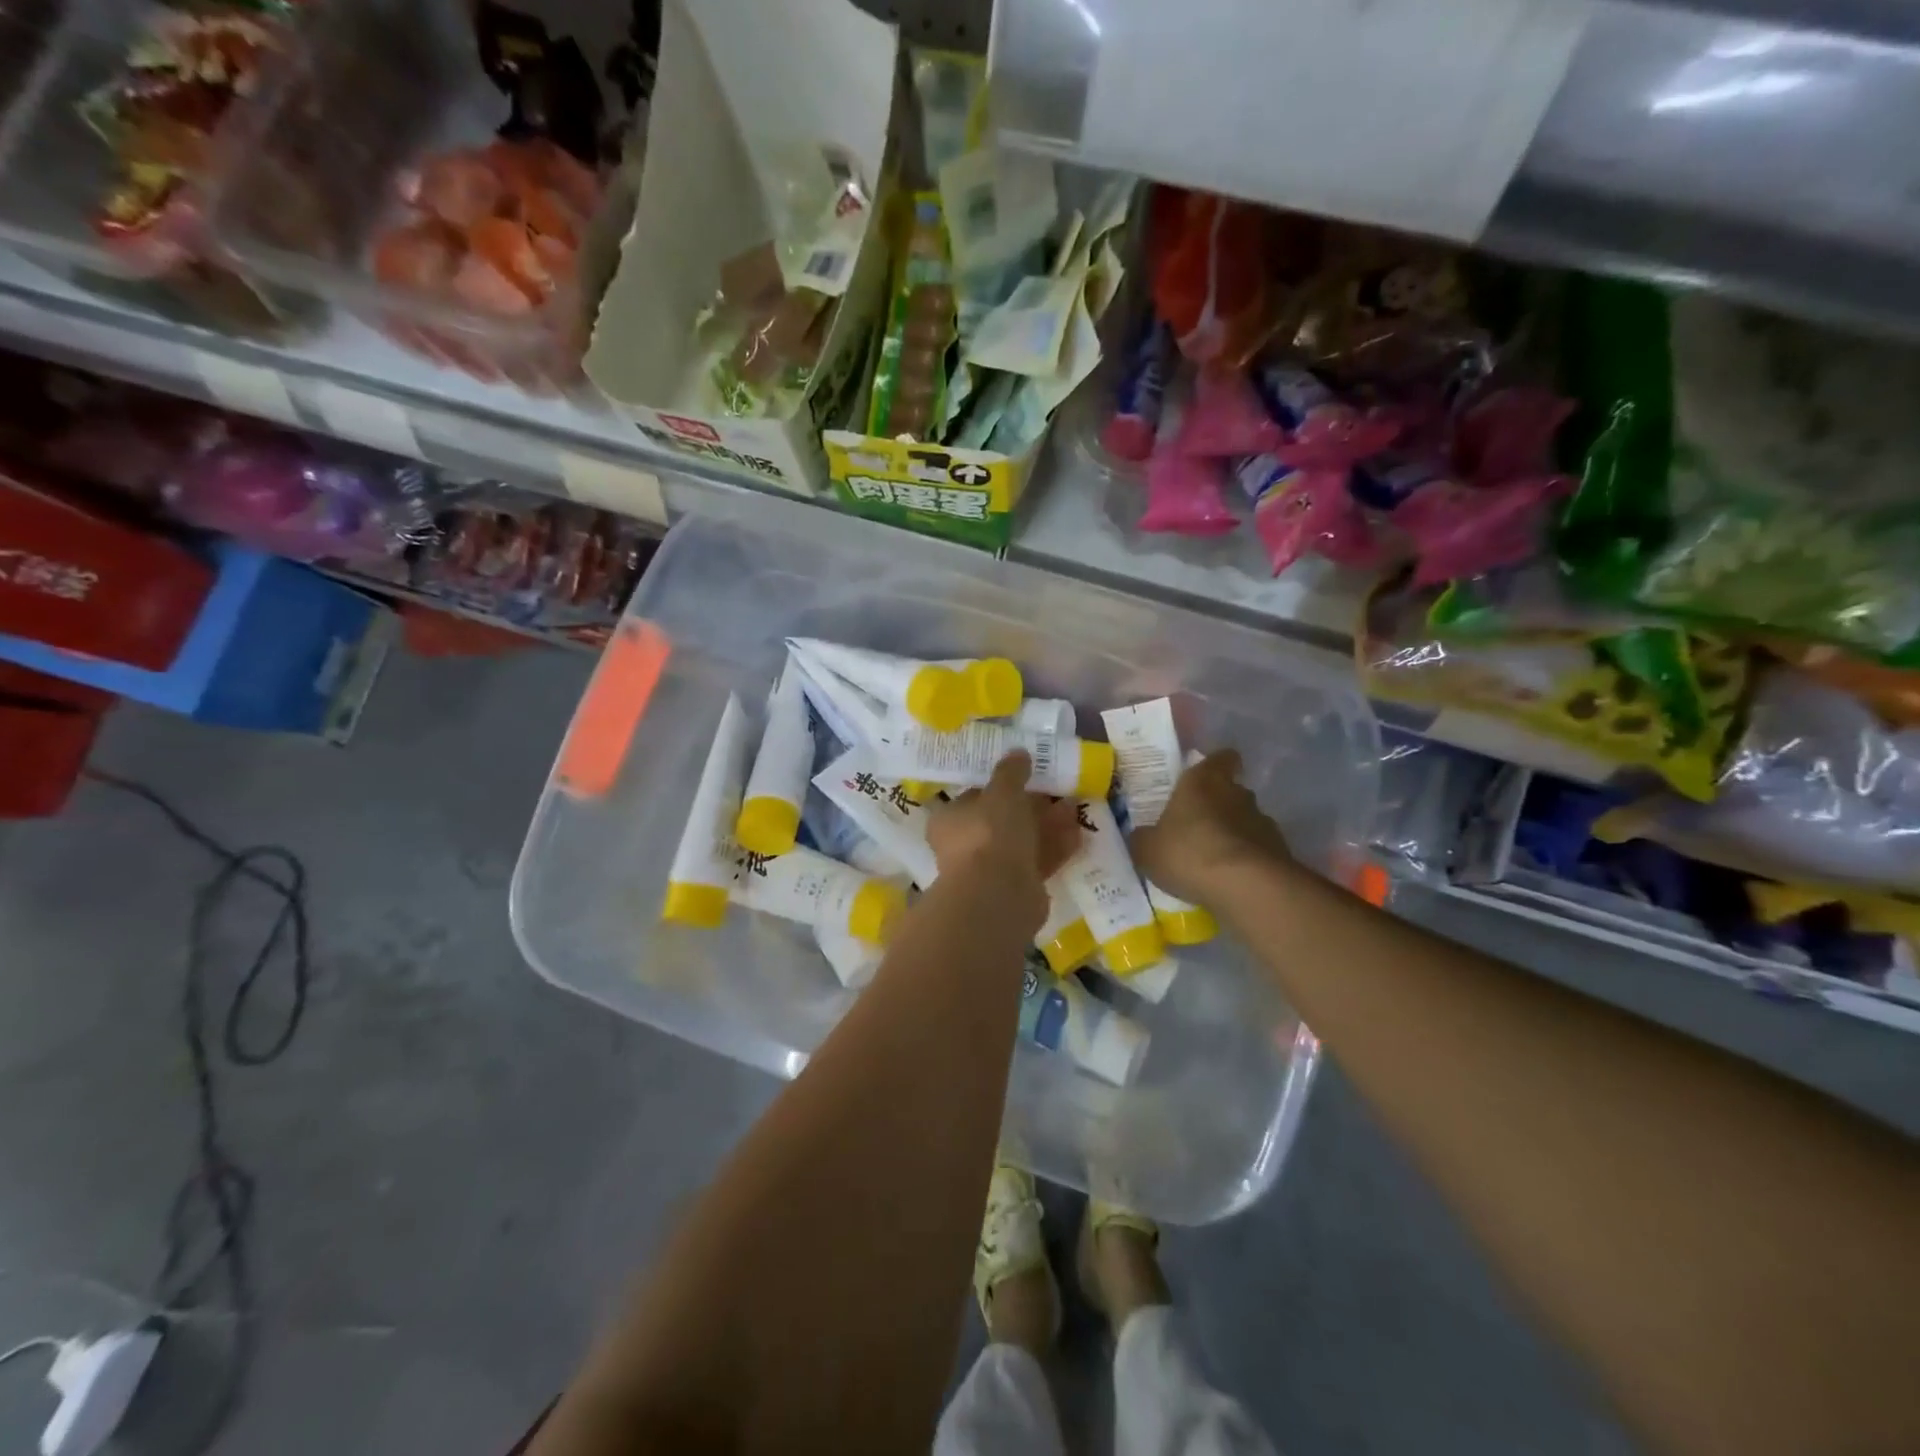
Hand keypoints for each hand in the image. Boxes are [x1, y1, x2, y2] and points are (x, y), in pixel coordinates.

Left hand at [927, 752, 1083, 924]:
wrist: (999, 895)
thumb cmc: (990, 833)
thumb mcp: (1002, 791)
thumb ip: (1011, 771)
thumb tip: (1017, 753)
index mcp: (950, 819)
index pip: (973, 796)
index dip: (999, 785)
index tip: (1026, 776)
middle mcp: (964, 846)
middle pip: (1001, 820)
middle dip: (1032, 806)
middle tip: (1058, 791)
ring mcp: (990, 870)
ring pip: (1022, 842)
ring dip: (1048, 825)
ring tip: (1075, 808)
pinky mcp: (1015, 889)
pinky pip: (1037, 862)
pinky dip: (1055, 848)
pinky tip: (1079, 835)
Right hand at [1130, 749, 1292, 906]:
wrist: (1246, 887)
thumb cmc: (1189, 853)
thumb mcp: (1147, 849)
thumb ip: (1143, 838)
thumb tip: (1142, 836)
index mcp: (1203, 781)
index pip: (1221, 758)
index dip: (1215, 765)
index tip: (1205, 778)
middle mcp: (1237, 793)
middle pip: (1231, 791)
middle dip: (1217, 806)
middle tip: (1196, 827)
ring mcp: (1263, 822)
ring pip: (1246, 822)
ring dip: (1233, 835)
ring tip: (1213, 860)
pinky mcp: (1280, 852)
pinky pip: (1258, 851)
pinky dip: (1246, 861)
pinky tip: (1229, 880)